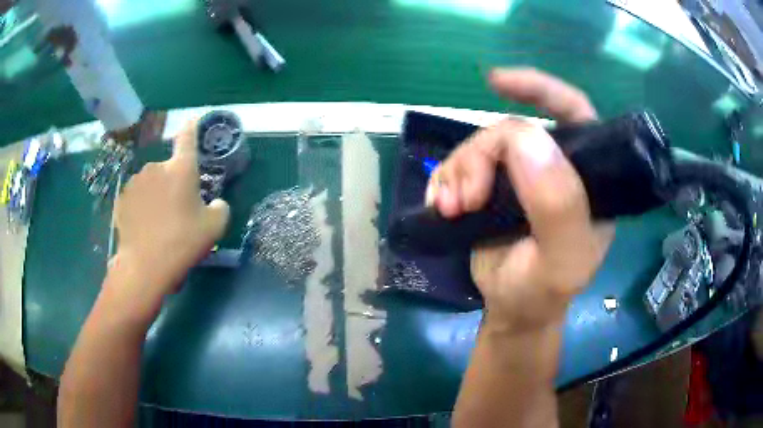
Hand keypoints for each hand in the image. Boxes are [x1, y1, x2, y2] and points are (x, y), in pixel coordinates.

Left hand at [107, 119, 229, 311]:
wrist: (144, 267)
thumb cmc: (182, 242)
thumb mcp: (214, 228)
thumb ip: (220, 208)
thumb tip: (215, 203)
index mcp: (181, 169)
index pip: (187, 137)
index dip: (191, 127)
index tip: (192, 120)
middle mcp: (156, 167)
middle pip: (168, 169)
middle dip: (173, 183)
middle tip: (177, 211)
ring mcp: (135, 182)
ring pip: (151, 183)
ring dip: (155, 195)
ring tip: (158, 224)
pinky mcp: (122, 198)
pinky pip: (136, 197)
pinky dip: (141, 207)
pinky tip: (143, 228)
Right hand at [425, 68, 614, 331]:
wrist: (512, 312)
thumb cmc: (543, 292)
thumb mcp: (561, 262)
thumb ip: (558, 206)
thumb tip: (526, 137)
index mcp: (585, 175)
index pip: (573, 111)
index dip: (538, 88)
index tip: (495, 82)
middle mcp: (554, 167)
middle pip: (513, 131)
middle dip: (482, 156)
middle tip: (466, 198)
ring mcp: (520, 176)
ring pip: (480, 146)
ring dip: (458, 172)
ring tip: (450, 209)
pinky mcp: (490, 188)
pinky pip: (458, 165)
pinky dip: (443, 181)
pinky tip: (440, 206)